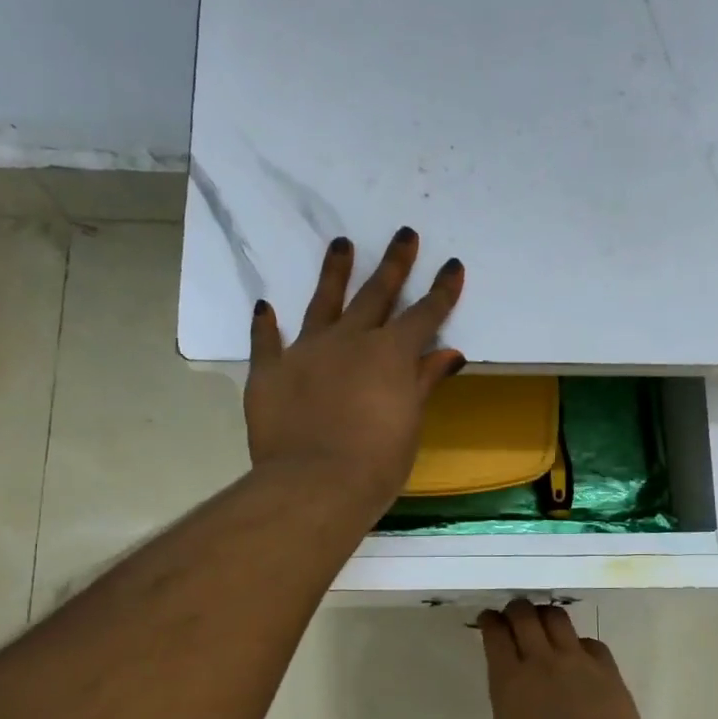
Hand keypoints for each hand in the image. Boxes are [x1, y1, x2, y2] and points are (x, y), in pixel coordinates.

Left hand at [244, 227, 465, 517]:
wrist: (315, 484)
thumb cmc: (377, 462)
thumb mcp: (410, 422)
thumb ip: (424, 381)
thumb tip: (449, 352)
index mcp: (390, 354)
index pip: (424, 314)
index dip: (441, 290)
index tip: (452, 265)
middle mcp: (350, 340)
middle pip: (376, 294)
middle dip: (394, 264)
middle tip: (403, 234)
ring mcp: (307, 351)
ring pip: (323, 302)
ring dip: (334, 272)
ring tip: (341, 244)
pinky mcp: (270, 370)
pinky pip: (267, 342)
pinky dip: (266, 326)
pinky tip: (265, 308)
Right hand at [479, 600, 649, 718]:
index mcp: (509, 680)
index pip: (495, 634)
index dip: (489, 621)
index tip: (488, 619)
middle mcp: (541, 660)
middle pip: (524, 615)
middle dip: (515, 609)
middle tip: (513, 615)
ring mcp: (577, 660)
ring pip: (557, 618)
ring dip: (545, 615)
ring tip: (543, 623)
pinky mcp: (607, 668)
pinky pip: (590, 642)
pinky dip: (579, 643)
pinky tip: (578, 654)